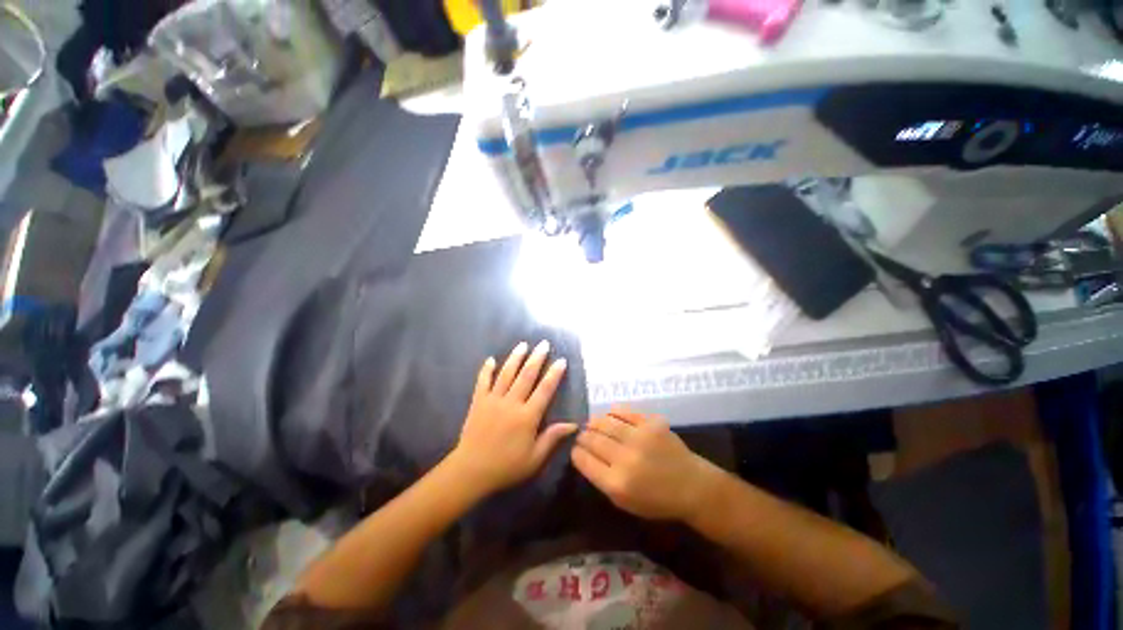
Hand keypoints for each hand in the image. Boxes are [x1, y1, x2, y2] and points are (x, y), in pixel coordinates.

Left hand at [448, 341, 575, 497]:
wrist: (471, 471)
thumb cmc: (506, 466)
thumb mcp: (535, 458)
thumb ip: (552, 438)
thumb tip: (573, 424)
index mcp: (527, 416)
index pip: (545, 390)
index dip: (554, 374)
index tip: (561, 360)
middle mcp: (511, 403)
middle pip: (526, 376)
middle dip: (537, 358)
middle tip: (544, 344)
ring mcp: (493, 400)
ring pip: (506, 374)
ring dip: (515, 358)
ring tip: (523, 344)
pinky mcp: (478, 402)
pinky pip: (483, 382)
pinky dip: (486, 370)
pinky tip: (491, 359)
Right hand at [571, 407, 722, 521]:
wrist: (691, 486)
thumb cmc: (656, 500)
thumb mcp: (624, 501)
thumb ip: (601, 479)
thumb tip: (584, 455)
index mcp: (616, 483)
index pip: (584, 460)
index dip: (576, 452)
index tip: (575, 448)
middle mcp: (625, 458)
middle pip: (593, 439)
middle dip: (583, 436)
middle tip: (581, 435)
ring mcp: (639, 437)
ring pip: (606, 422)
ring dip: (594, 422)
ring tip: (591, 423)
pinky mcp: (651, 423)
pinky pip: (625, 411)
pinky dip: (613, 412)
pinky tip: (609, 414)